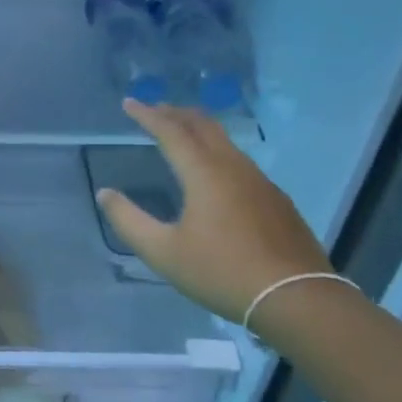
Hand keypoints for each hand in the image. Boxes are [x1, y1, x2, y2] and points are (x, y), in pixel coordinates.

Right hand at [96, 100, 330, 322]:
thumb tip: (105, 194)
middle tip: (155, 110)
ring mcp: (260, 182)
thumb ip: (129, 221)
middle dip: (176, 113)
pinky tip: (215, 173)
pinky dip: (218, 152)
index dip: (147, 115)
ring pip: (225, 142)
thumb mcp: (163, 252)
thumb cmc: (222, 272)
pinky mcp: (277, 200)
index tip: (129, 103)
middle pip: (203, 126)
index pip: (171, 131)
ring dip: (199, 131)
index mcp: (204, 173)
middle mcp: (233, 168)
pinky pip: (240, 162)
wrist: (296, 298)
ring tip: (182, 134)